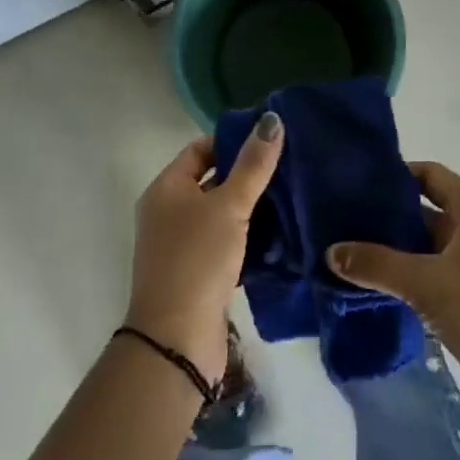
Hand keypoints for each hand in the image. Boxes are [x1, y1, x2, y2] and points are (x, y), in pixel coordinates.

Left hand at [124, 113, 282, 386]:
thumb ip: (253, 165)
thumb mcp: (229, 206)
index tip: (271, 139)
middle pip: (212, 181)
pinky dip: (250, 238)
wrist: (177, 340)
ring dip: (252, 208)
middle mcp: (169, 213)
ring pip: (222, 215)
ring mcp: (182, 246)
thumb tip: (272, 118)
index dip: (233, 140)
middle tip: (290, 166)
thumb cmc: (197, 260)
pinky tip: (281, 235)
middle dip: (248, 175)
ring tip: (293, 196)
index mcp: (166, 189)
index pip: (201, 149)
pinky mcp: (198, 274)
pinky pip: (227, 244)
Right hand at [327, 161, 459, 439]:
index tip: (358, 180)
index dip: (398, 172)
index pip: (431, 175)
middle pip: (427, 210)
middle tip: (343, 218)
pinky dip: (407, 278)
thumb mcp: (426, 283)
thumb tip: (331, 250)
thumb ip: (377, 263)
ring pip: (428, 247)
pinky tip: (374, 287)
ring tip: (349, 252)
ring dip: (395, 250)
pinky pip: (433, 276)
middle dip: (388, 214)